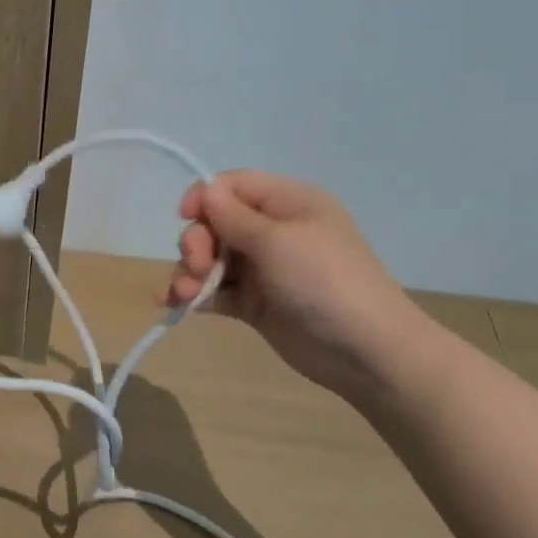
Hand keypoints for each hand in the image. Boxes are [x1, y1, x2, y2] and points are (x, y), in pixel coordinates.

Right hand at [163, 170, 430, 400]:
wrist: (365, 351)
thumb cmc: (324, 282)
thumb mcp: (277, 241)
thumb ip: (234, 216)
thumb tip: (205, 189)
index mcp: (288, 204)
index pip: (233, 186)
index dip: (205, 198)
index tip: (185, 217)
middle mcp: (274, 232)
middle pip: (216, 223)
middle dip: (197, 242)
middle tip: (197, 265)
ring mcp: (264, 269)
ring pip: (212, 259)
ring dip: (190, 272)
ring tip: (184, 294)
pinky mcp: (255, 304)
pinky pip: (215, 291)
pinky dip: (193, 296)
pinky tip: (172, 305)